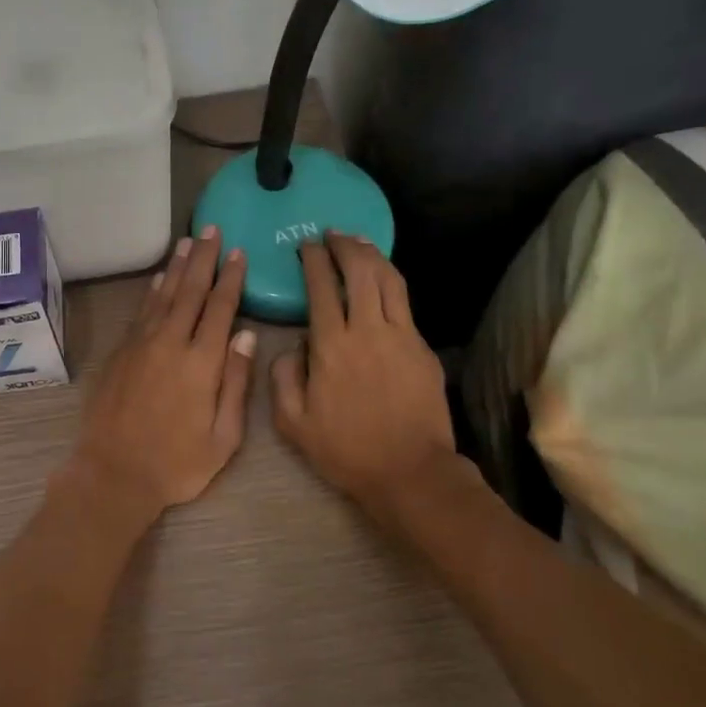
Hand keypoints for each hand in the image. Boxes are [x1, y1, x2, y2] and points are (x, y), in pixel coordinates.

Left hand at [60, 226, 256, 531]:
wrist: (113, 474)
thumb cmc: (177, 464)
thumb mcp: (224, 437)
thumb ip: (236, 382)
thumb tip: (245, 334)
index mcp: (201, 362)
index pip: (220, 308)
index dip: (230, 278)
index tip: (238, 252)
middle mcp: (170, 343)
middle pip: (190, 290)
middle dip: (203, 258)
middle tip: (212, 229)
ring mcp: (141, 345)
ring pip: (163, 294)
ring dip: (177, 266)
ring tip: (187, 241)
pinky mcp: (120, 352)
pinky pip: (141, 311)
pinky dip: (152, 290)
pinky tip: (159, 278)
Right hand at [272, 233, 454, 520]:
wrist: (410, 472)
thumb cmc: (346, 450)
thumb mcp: (293, 422)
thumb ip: (283, 376)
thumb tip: (294, 345)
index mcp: (331, 345)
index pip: (321, 286)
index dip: (314, 260)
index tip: (307, 246)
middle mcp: (367, 329)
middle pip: (359, 270)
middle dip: (344, 245)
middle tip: (333, 234)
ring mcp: (401, 335)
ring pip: (388, 279)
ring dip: (372, 254)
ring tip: (359, 243)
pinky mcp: (422, 347)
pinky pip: (405, 302)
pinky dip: (391, 281)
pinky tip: (383, 280)